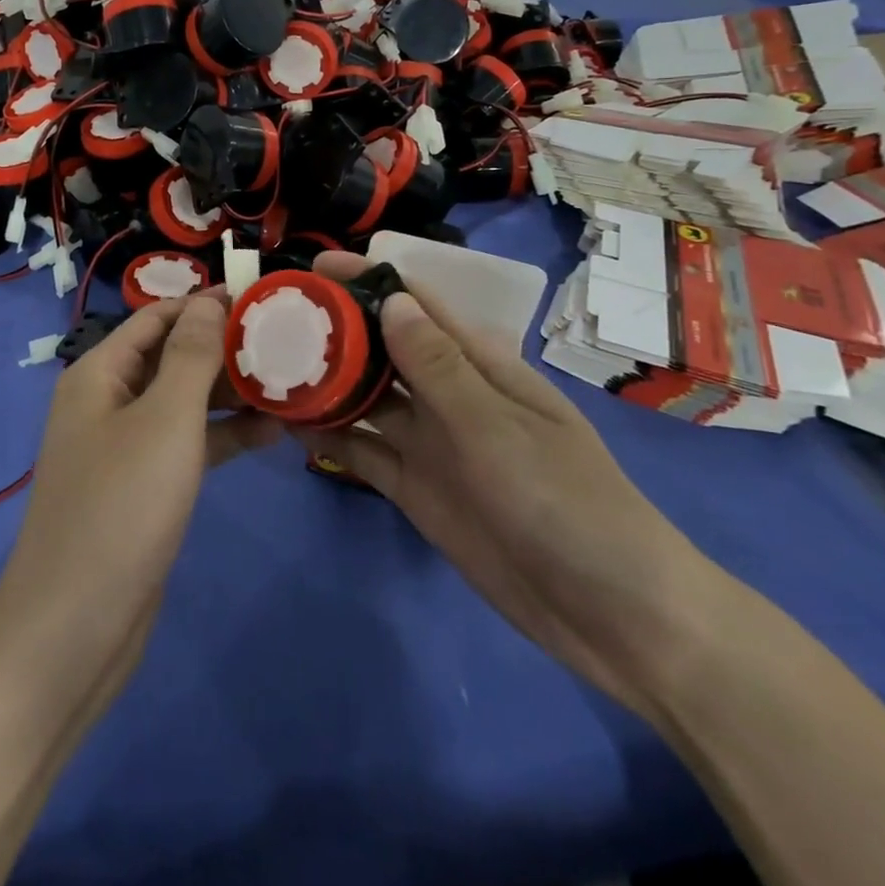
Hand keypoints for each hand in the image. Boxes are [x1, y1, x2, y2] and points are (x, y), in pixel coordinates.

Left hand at [0, 294, 280, 693]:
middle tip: (288, 338)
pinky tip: (272, 431)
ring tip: (290, 378)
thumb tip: (209, 303)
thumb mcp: (164, 420)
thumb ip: (190, 356)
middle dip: (224, 346)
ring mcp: (126, 447)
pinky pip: (188, 444)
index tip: (261, 297)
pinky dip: (224, 436)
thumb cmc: (120, 508)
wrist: (74, 626)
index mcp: (100, 373)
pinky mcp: (144, 487)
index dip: (206, 303)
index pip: (158, 317)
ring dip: (230, 391)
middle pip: (172, 356)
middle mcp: (109, 401)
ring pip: (184, 402)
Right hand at [292, 253, 721, 716]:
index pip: (418, 305)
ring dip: (328, 384)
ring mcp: (432, 444)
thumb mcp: (497, 427)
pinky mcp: (417, 490)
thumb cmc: (566, 502)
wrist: (613, 616)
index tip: (315, 269)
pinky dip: (333, 439)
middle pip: (385, 350)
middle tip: (275, 321)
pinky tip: (292, 427)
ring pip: (368, 400)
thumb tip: (391, 298)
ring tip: (272, 369)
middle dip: (337, 331)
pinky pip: (366, 453)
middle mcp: (450, 395)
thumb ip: (438, 367)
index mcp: (481, 365)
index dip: (371, 281)